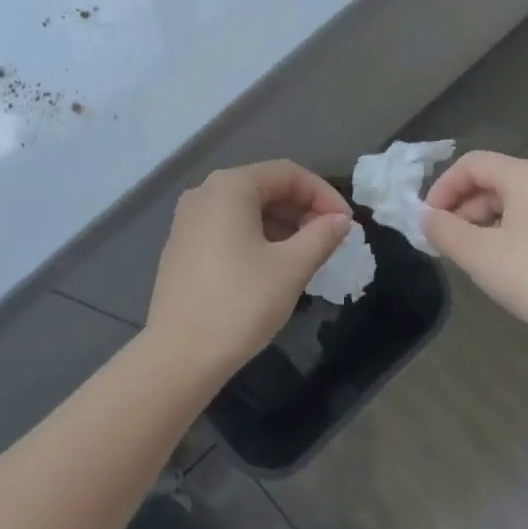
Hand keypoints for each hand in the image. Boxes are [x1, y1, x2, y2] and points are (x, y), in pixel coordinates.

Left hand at [147, 161, 352, 375]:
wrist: (179, 355)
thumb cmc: (240, 303)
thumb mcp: (291, 268)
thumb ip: (321, 236)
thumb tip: (341, 220)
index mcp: (230, 187)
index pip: (287, 173)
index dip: (323, 194)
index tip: (348, 224)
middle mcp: (205, 193)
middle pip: (265, 187)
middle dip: (303, 209)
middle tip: (331, 240)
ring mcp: (188, 220)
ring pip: (247, 209)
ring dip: (283, 225)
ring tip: (309, 255)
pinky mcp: (182, 246)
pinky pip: (228, 227)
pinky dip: (257, 236)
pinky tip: (275, 265)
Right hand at [422, 151, 527, 343]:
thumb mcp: (475, 253)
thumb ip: (443, 229)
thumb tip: (427, 218)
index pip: (473, 164)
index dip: (443, 187)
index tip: (429, 218)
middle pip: (499, 182)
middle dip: (467, 208)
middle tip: (449, 240)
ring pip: (526, 205)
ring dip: (494, 222)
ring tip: (480, 254)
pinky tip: (527, 260)